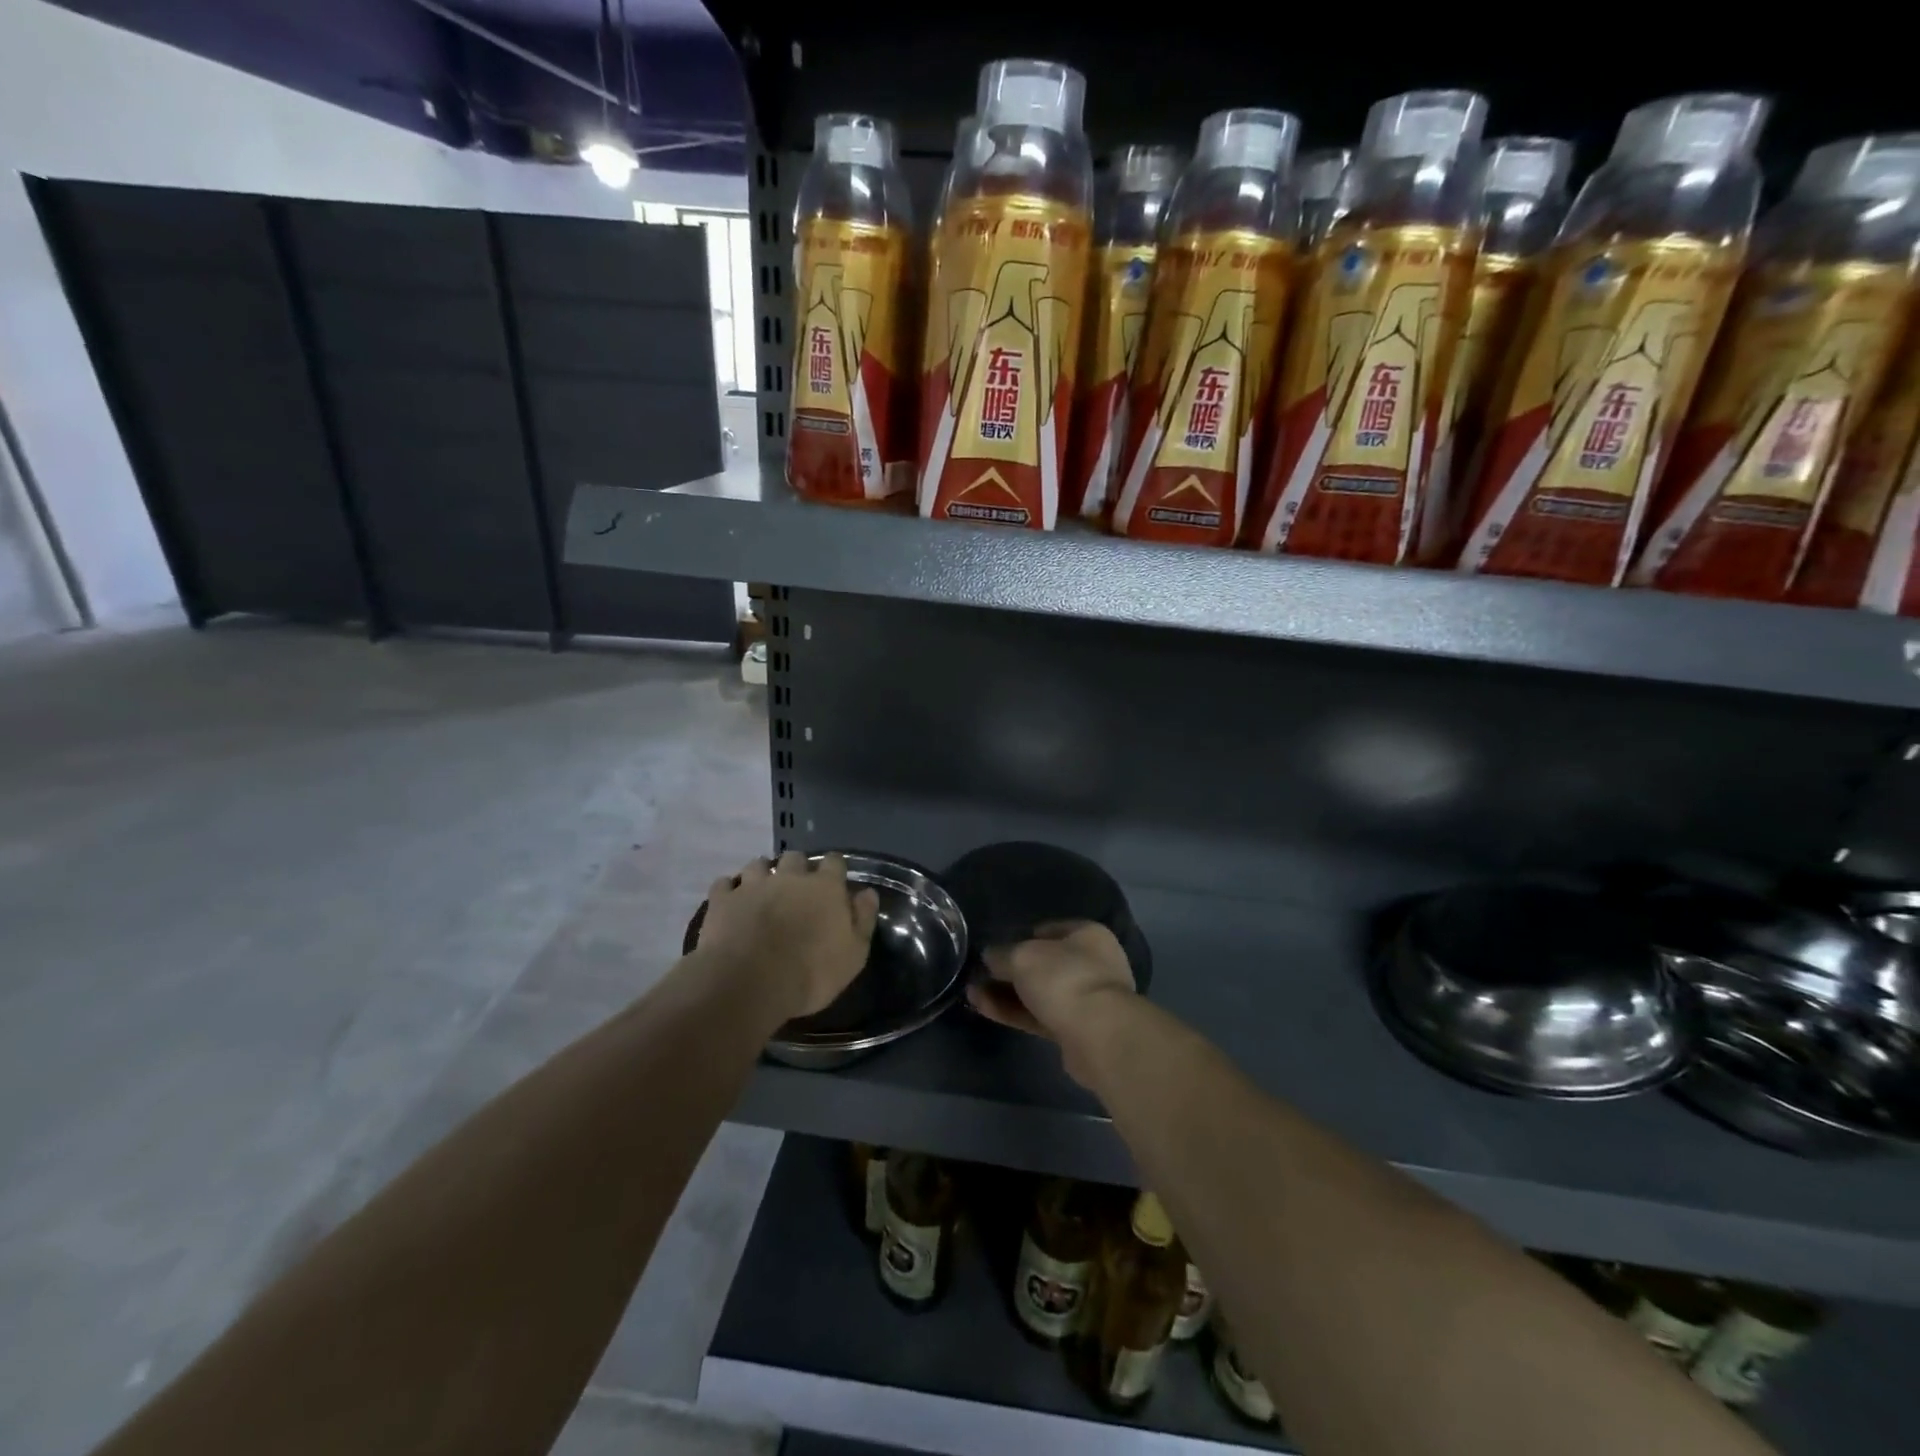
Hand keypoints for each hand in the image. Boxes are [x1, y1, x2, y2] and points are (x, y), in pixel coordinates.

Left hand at [695, 851, 879, 1019]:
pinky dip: (729, 890)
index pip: (834, 862)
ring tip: (761, 891)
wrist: (750, 982)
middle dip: (796, 869)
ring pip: (758, 864)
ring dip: (762, 874)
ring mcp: (753, 885)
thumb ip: (862, 920)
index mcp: (825, 887)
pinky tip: (730, 902)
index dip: (834, 869)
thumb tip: (867, 893)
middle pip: (795, 857)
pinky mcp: (723, 900)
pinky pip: (724, 884)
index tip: (833, 882)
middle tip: (796, 889)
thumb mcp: (853, 955)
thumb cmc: (810, 972)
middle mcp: (790, 877)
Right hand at [967, 921, 1134, 1086]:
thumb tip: (989, 956)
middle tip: (979, 974)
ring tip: (971, 993)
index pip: (1048, 929)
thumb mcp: (1023, 956)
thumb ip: (1002, 954)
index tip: (994, 948)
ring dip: (1006, 993)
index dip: (1019, 936)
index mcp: (1086, 935)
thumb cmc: (1064, 978)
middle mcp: (1090, 963)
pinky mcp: (1076, 1030)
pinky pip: (1038, 1015)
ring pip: (1038, 992)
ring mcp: (1085, 998)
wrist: (1099, 1035)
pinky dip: (1013, 1011)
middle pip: (1042, 963)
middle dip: (1009, 970)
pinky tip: (984, 1008)